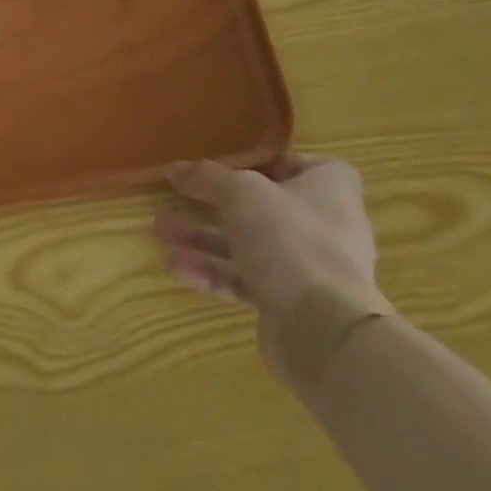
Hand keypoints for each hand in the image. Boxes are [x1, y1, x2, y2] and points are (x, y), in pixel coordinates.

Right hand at [153, 154, 385, 364]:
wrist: (322, 328)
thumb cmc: (289, 237)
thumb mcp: (239, 192)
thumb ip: (205, 176)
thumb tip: (174, 169)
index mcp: (329, 191)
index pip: (306, 166)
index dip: (271, 162)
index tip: (233, 164)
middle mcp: (323, 227)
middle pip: (262, 207)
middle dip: (212, 205)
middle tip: (174, 200)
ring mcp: (307, 269)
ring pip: (247, 246)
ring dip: (202, 239)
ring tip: (161, 233)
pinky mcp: (288, 304)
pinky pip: (244, 281)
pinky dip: (212, 273)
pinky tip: (178, 268)